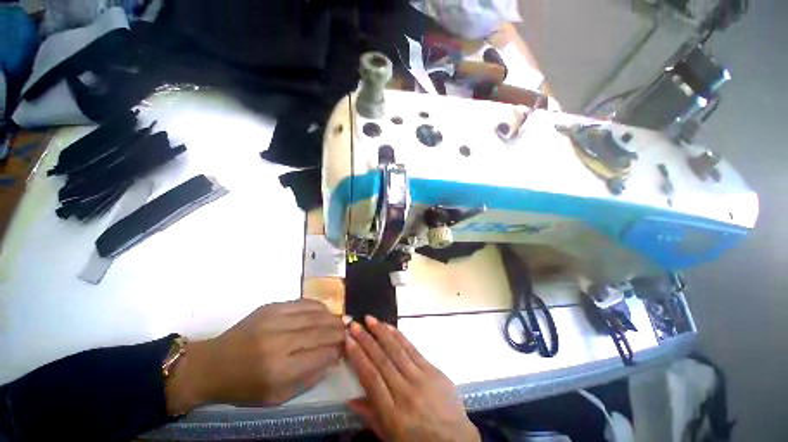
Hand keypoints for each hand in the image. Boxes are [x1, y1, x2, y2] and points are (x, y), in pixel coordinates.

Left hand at [166, 299, 344, 413]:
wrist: (212, 364)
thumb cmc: (244, 387)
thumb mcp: (276, 397)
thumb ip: (309, 378)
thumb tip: (334, 359)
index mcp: (279, 371)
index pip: (321, 355)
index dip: (338, 349)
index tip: (347, 347)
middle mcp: (279, 342)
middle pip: (321, 331)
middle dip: (340, 330)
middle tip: (350, 330)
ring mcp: (275, 320)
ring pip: (315, 314)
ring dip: (332, 317)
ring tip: (341, 320)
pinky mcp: (271, 307)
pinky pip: (303, 303)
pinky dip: (318, 307)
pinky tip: (325, 311)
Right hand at [345, 316, 479, 441]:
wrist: (455, 441)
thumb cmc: (418, 441)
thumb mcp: (391, 437)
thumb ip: (371, 416)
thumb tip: (350, 400)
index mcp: (392, 414)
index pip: (370, 378)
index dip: (358, 357)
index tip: (348, 340)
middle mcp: (405, 393)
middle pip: (382, 361)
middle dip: (366, 340)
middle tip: (355, 324)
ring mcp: (421, 379)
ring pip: (397, 351)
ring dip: (382, 332)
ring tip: (370, 319)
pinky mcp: (433, 370)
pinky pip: (413, 349)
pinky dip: (400, 337)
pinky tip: (390, 327)